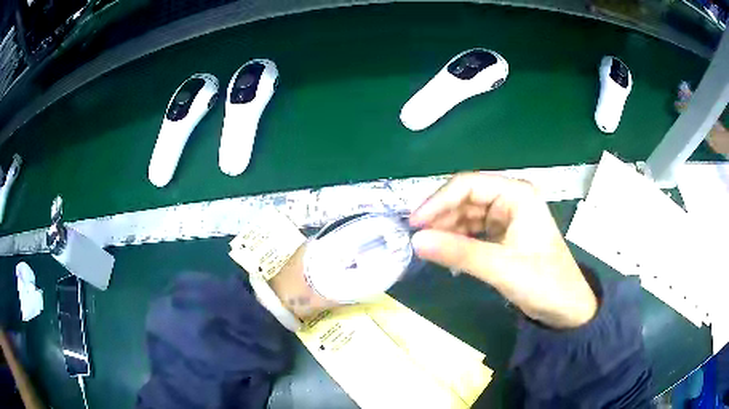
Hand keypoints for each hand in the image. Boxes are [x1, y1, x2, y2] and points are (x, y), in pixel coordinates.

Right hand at [409, 173, 596, 328]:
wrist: (566, 309)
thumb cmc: (543, 282)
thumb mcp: (501, 267)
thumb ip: (459, 252)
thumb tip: (415, 241)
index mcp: (517, 194)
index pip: (468, 185)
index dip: (438, 201)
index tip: (414, 224)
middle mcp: (511, 199)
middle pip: (465, 198)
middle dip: (441, 216)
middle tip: (416, 238)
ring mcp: (507, 217)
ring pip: (467, 215)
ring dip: (447, 229)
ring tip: (427, 247)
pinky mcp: (504, 235)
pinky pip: (473, 231)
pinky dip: (458, 240)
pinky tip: (445, 253)